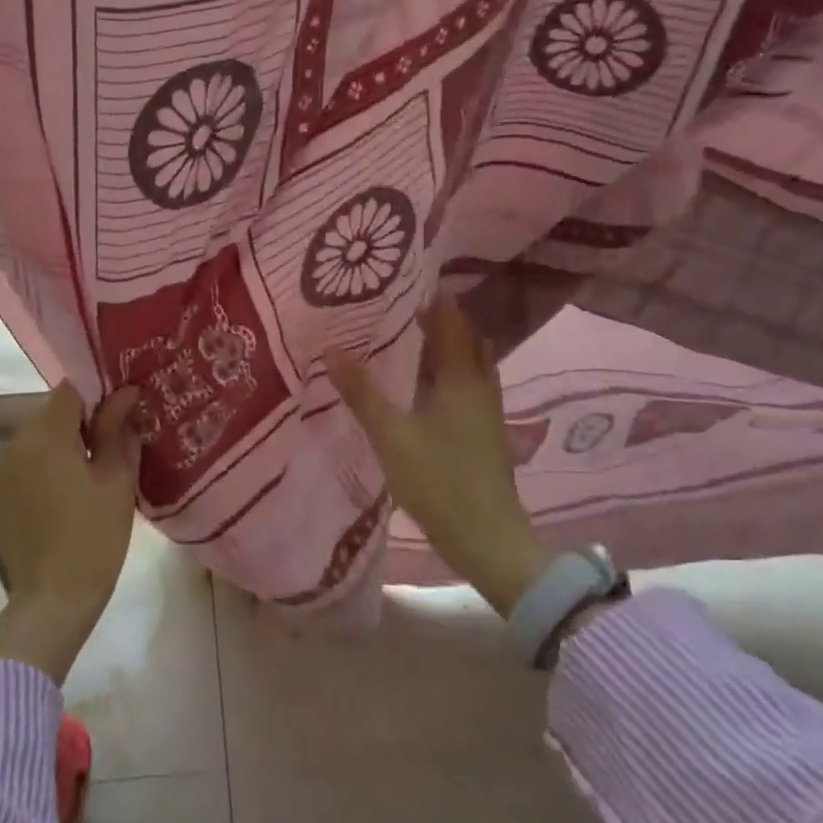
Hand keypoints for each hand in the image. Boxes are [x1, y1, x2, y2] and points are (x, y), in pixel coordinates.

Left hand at [0, 382, 141, 682]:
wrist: (51, 602)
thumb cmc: (94, 538)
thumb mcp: (116, 480)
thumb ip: (118, 430)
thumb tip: (126, 394)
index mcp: (47, 434)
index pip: (70, 390)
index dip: (96, 398)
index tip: (117, 420)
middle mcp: (15, 443)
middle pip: (50, 413)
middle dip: (79, 423)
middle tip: (107, 452)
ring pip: (35, 439)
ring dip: (59, 446)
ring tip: (84, 478)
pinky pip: (22, 465)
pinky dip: (41, 469)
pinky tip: (60, 499)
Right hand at [326, 298, 550, 615]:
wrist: (489, 539)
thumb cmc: (440, 482)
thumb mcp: (391, 436)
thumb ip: (362, 393)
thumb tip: (332, 349)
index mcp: (461, 377)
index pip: (451, 322)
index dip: (433, 300)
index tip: (404, 283)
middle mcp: (480, 385)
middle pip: (467, 337)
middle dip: (441, 318)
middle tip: (402, 308)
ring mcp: (488, 409)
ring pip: (472, 361)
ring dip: (448, 344)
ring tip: (412, 339)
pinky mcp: (486, 431)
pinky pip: (470, 383)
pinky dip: (451, 370)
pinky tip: (426, 384)